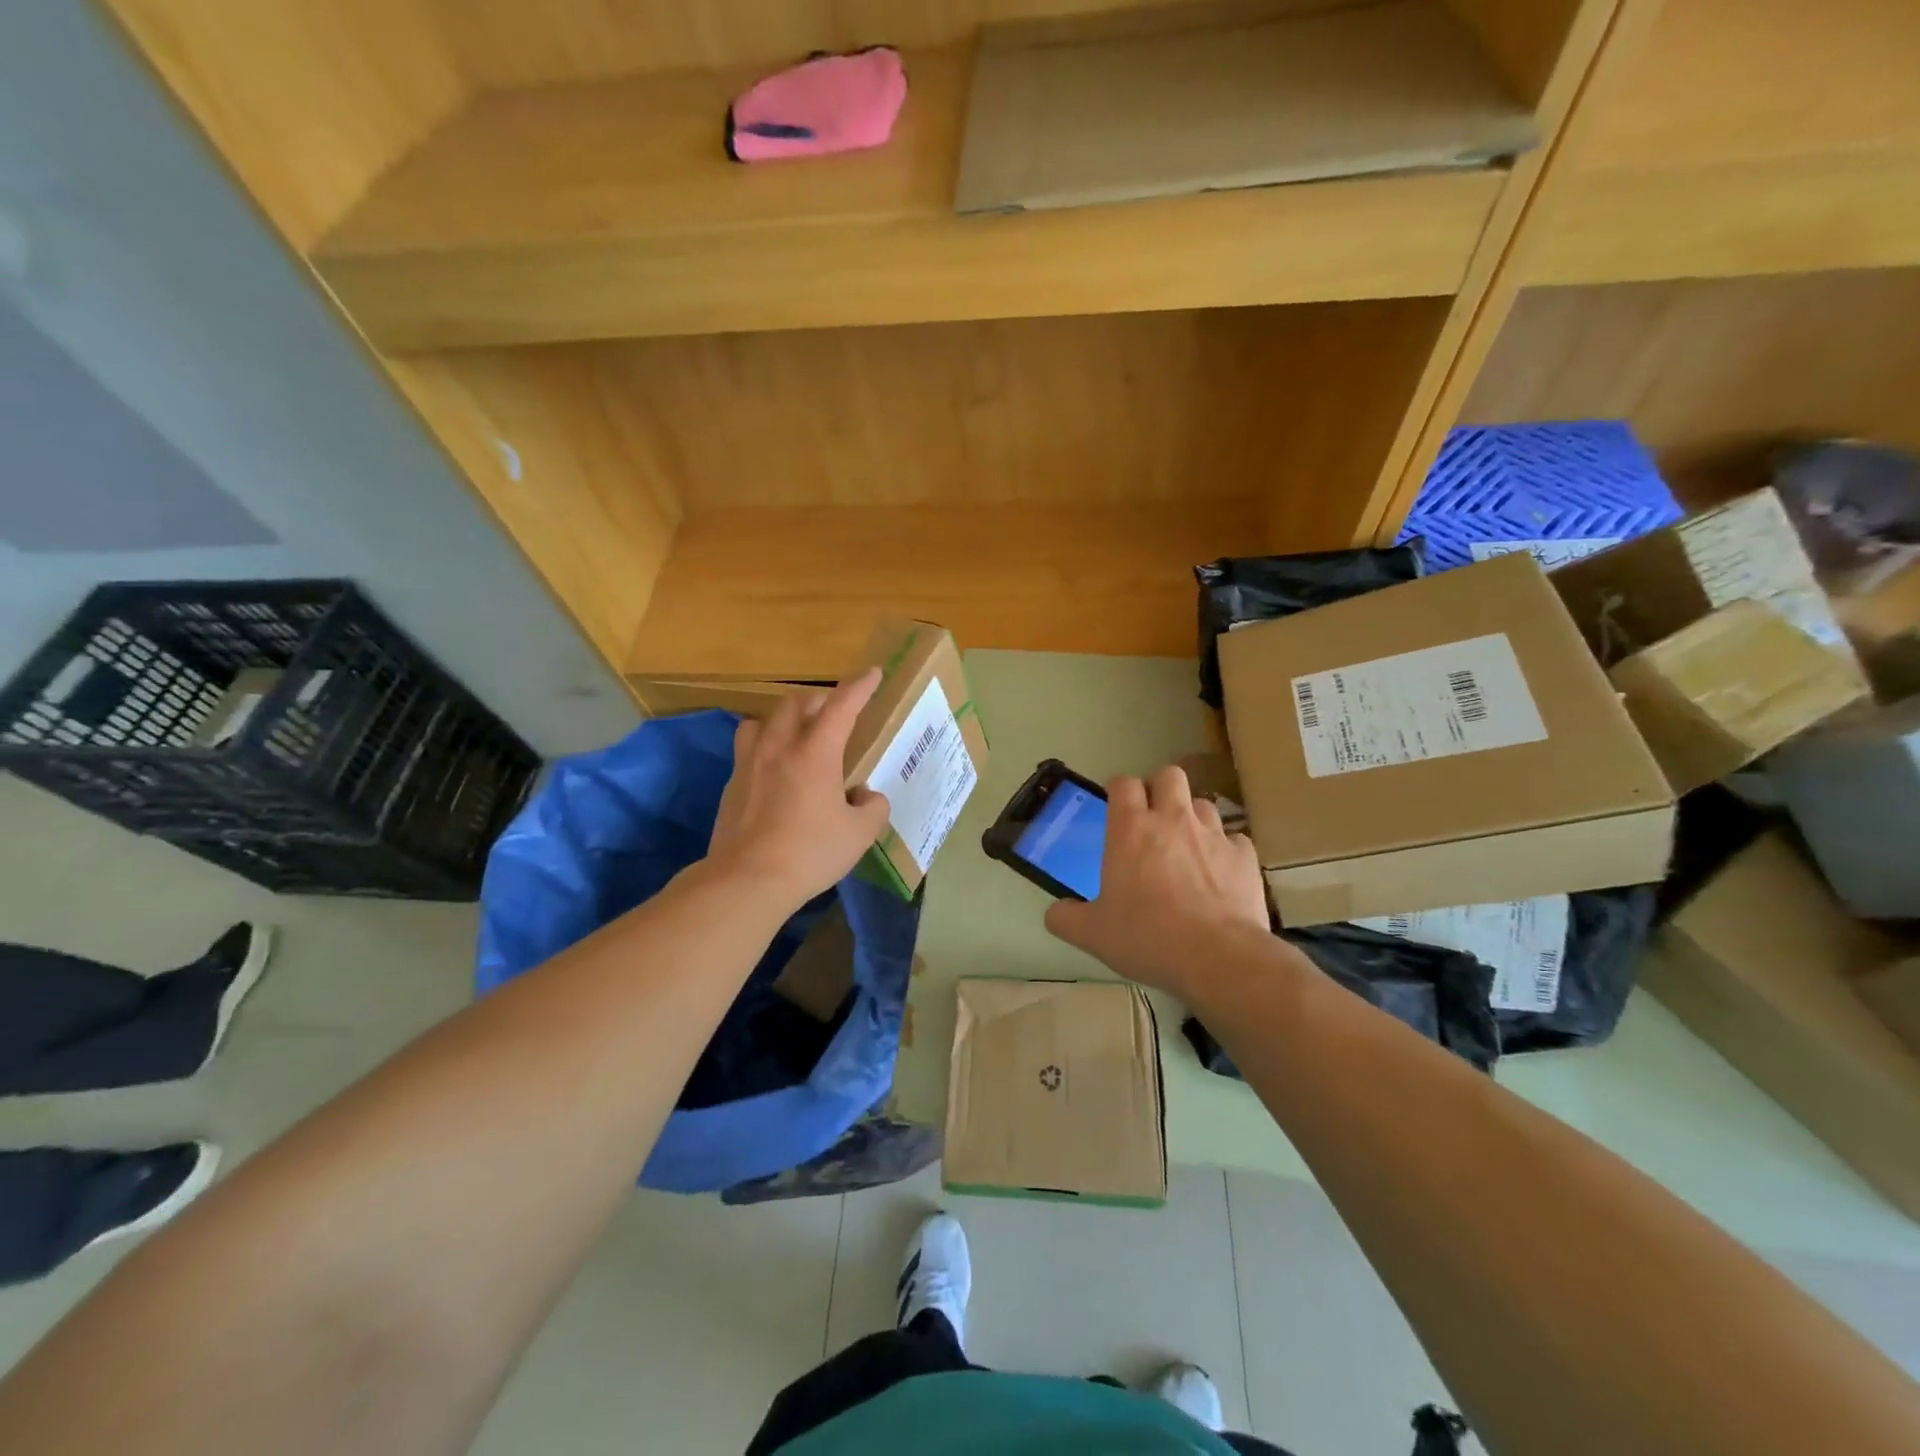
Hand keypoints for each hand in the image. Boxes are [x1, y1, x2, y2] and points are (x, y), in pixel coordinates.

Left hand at [706, 668, 890, 908]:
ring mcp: (749, 764)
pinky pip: (748, 749)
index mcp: (815, 753)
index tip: (873, 673)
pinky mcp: (731, 785)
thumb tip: (868, 797)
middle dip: (819, 700)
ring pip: (762, 720)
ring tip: (796, 735)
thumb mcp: (859, 834)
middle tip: (835, 713)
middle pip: (795, 704)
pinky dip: (765, 747)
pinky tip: (774, 772)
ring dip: (783, 718)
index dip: (860, 687)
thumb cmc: (810, 853)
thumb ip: (873, 808)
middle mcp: (779, 748)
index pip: (841, 706)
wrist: (746, 880)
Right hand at [1045, 765, 1269, 999]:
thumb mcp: (1093, 934)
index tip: (1115, 806)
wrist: (1218, 957)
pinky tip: (1219, 872)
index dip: (1118, 790)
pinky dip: (1225, 850)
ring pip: (1203, 804)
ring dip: (1192, 817)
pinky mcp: (1245, 857)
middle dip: (1159, 788)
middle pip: (1169, 776)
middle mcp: (1173, 820)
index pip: (1123, 784)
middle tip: (1152, 817)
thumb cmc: (1147, 937)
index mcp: (1131, 829)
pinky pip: (1234, 839)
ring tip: (1186, 845)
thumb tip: (1055, 912)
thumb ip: (1066, 918)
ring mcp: (1213, 835)